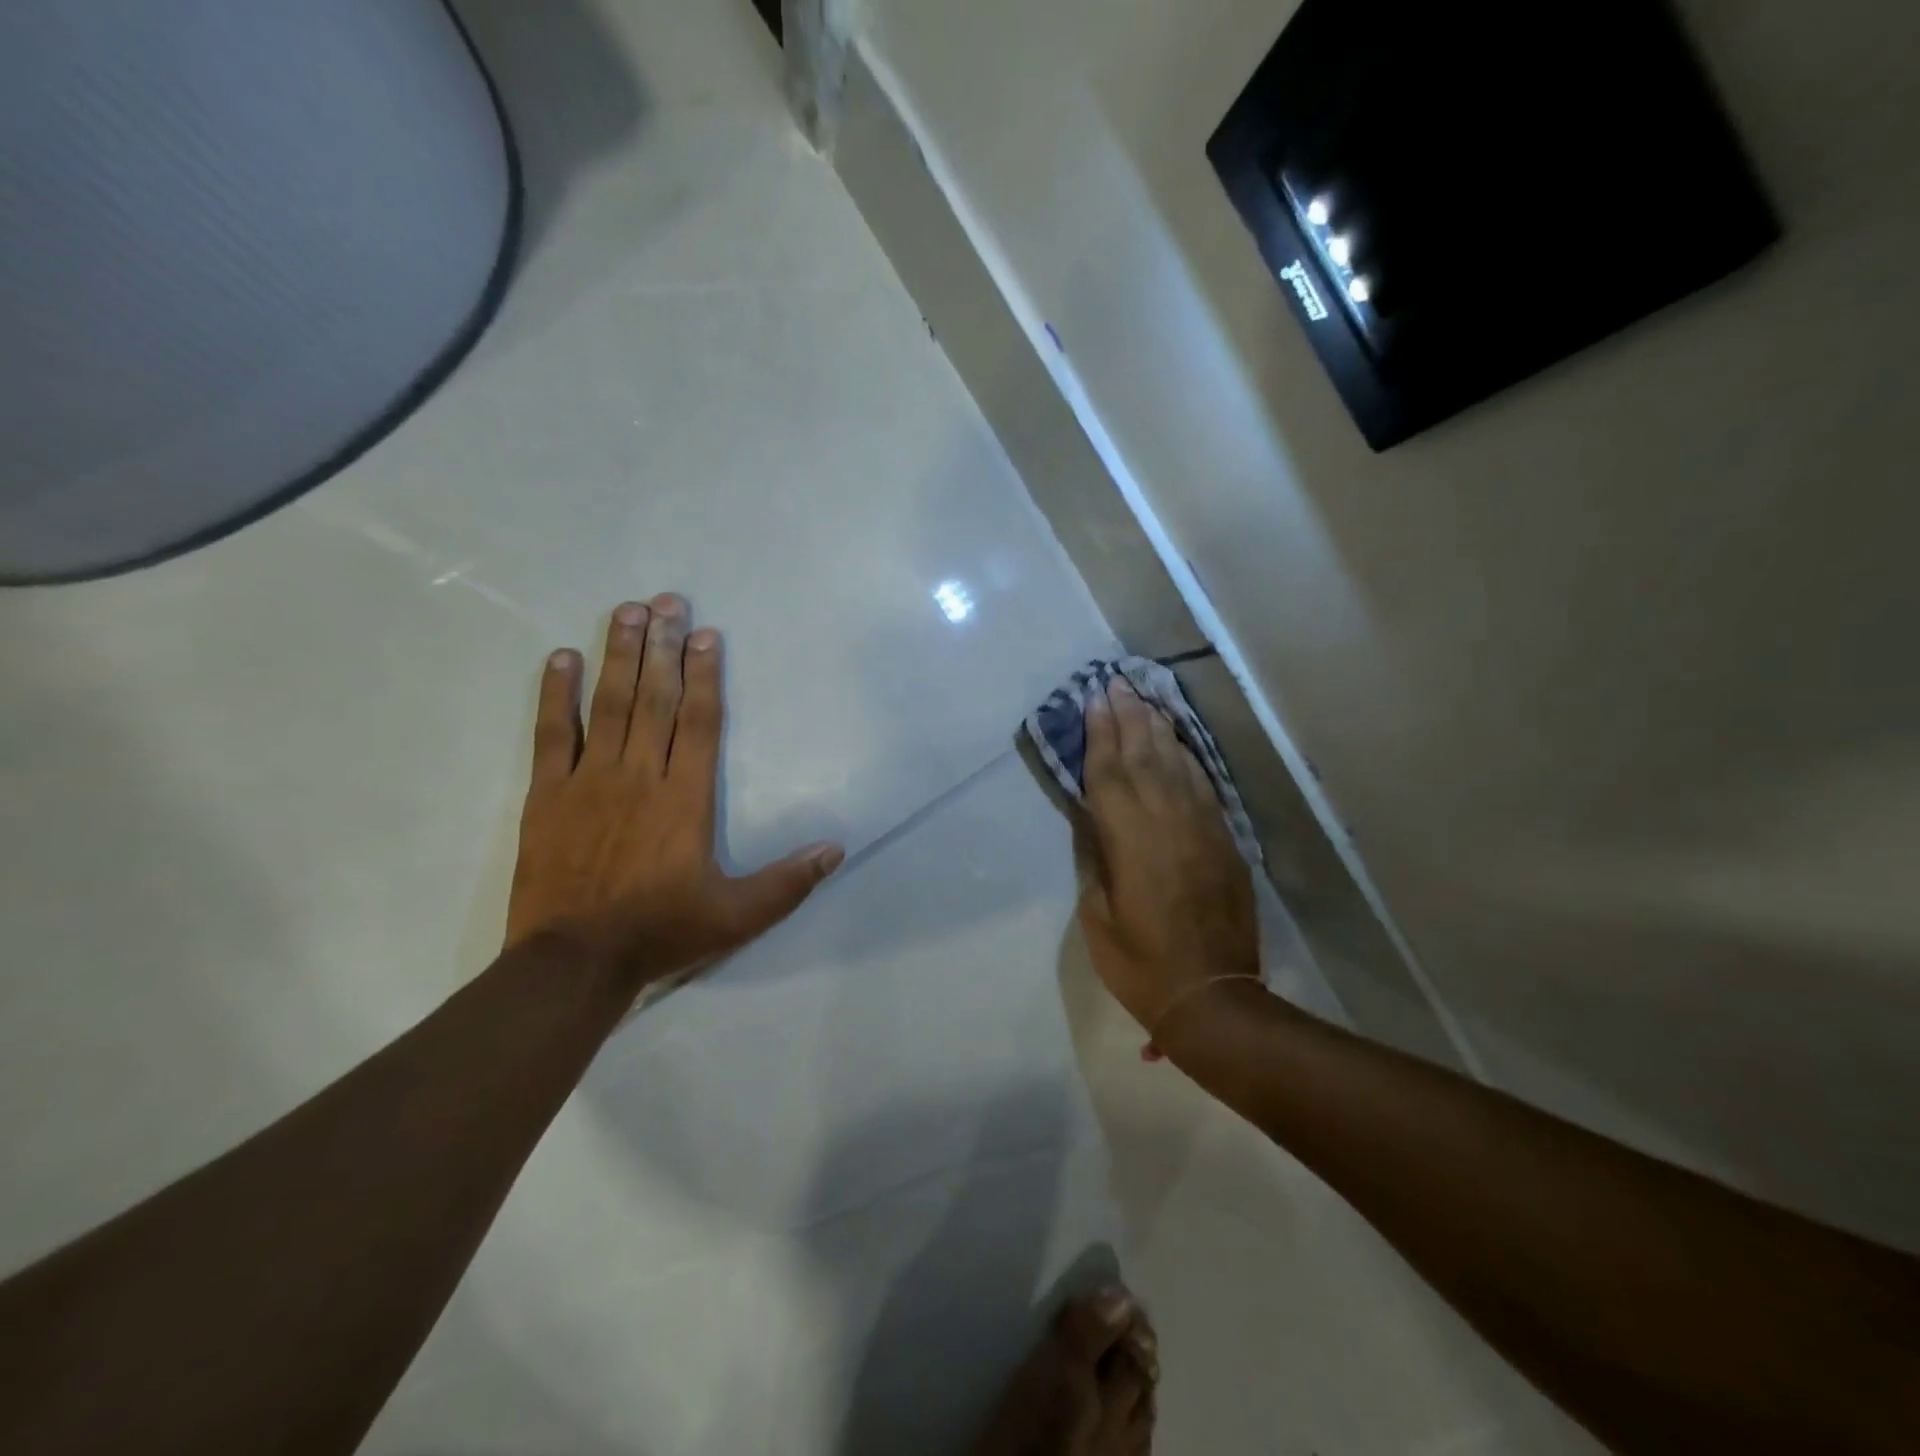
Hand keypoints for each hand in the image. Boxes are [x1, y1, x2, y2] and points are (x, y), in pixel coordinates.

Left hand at [505, 594, 843, 997]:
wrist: (573, 962)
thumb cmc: (661, 931)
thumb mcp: (737, 916)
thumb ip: (788, 882)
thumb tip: (837, 849)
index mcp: (685, 798)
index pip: (700, 722)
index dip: (705, 675)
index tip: (705, 634)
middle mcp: (640, 775)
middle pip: (656, 698)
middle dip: (662, 646)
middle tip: (666, 599)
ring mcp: (590, 780)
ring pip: (609, 704)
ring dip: (618, 655)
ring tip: (626, 611)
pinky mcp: (548, 795)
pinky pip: (552, 734)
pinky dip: (556, 694)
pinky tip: (561, 658)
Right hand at [1077, 677, 1259, 1047]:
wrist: (1213, 995)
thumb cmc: (1141, 963)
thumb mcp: (1099, 916)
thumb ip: (1097, 860)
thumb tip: (1096, 823)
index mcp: (1130, 841)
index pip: (1110, 773)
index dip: (1100, 734)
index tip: (1094, 699)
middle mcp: (1168, 822)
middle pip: (1145, 757)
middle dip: (1128, 717)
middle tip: (1117, 682)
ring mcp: (1202, 828)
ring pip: (1177, 765)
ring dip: (1158, 729)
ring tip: (1144, 699)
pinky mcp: (1224, 841)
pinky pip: (1205, 787)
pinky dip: (1189, 760)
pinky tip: (1179, 744)